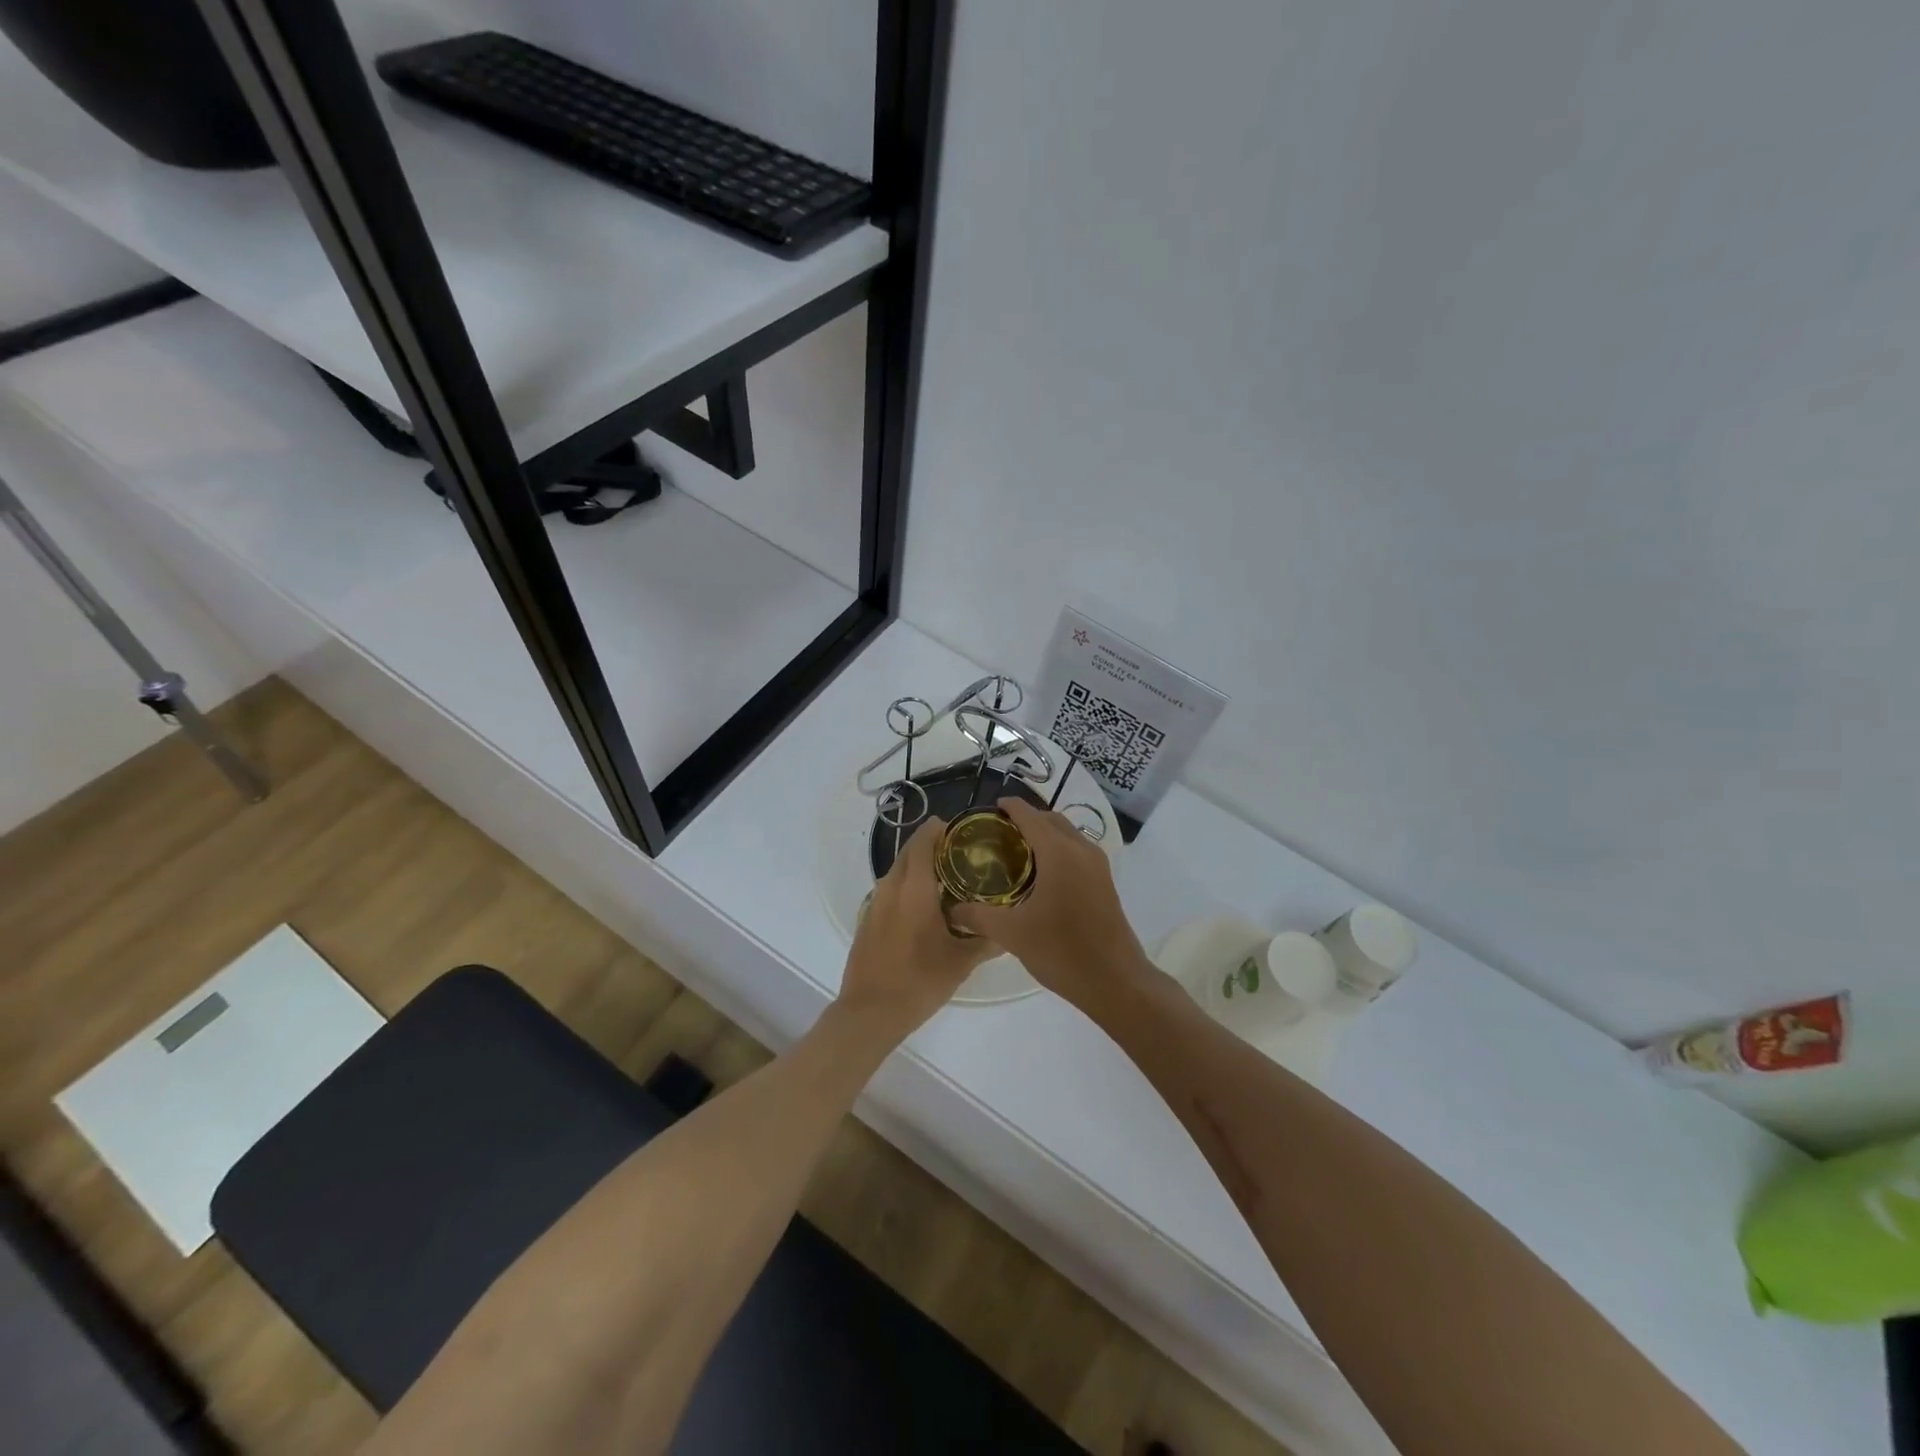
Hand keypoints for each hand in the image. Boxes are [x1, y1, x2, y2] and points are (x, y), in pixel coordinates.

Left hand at [837, 817, 997, 1042]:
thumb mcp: (961, 962)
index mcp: (914, 888)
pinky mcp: (867, 920)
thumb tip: (1011, 932)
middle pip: (909, 852)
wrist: (869, 1012)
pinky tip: (925, 907)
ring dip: (918, 867)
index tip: (959, 829)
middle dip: (930, 845)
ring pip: (898, 871)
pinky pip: (890, 891)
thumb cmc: (919, 981)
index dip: (939, 830)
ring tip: (947, 878)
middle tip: (959, 852)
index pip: (924, 842)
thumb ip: (987, 941)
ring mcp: (875, 903)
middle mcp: (891, 887)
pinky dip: (907, 887)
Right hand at [949, 798, 1152, 1013]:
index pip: (1029, 816)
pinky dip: (1058, 849)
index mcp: (1059, 853)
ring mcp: (1098, 865)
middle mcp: (1081, 849)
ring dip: (1044, 834)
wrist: (1115, 981)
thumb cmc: (1061, 951)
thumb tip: (953, 909)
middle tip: (998, 833)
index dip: (1009, 807)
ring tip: (1017, 851)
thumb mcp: (1012, 934)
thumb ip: (979, 916)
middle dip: (1026, 819)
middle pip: (1051, 820)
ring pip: (1067, 834)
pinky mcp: (1105, 882)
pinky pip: (1077, 851)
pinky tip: (1041, 874)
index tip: (989, 809)